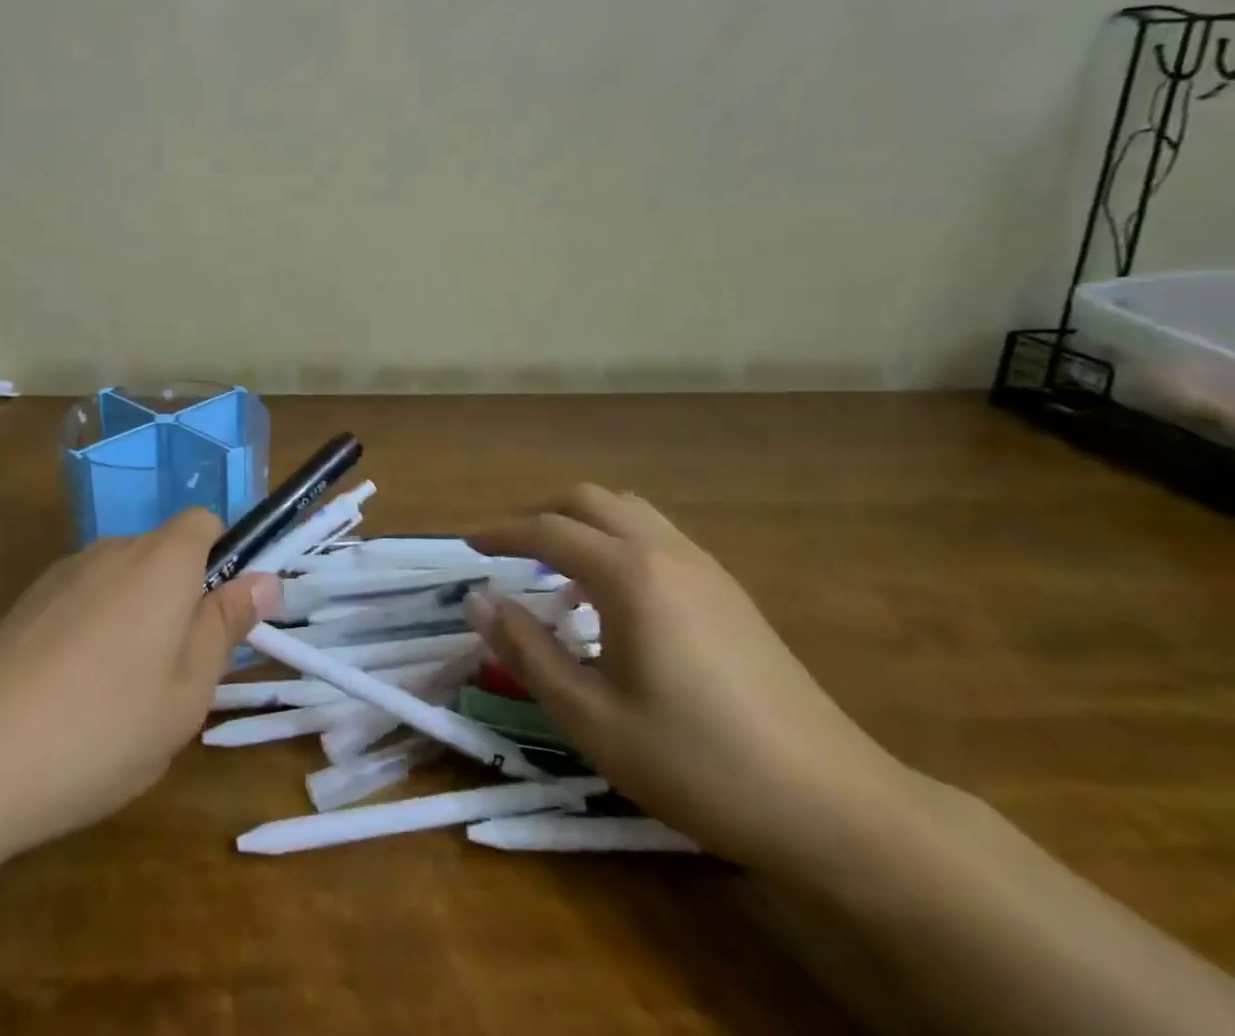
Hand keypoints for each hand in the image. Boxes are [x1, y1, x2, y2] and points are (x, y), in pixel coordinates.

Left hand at [0, 509, 278, 861]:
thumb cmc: (103, 725)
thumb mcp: (188, 691)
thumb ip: (227, 626)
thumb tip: (267, 577)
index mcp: (162, 560)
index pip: (205, 522)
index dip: (223, 560)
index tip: (221, 619)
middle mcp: (111, 550)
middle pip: (163, 555)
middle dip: (180, 601)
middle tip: (178, 678)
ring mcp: (61, 576)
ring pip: (121, 584)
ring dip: (135, 622)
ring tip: (121, 702)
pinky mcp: (23, 607)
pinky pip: (80, 605)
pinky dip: (91, 637)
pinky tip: (70, 703)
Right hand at [467, 485, 917, 882]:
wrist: (835, 805)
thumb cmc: (698, 764)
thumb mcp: (592, 720)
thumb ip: (527, 652)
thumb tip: (477, 601)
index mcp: (629, 575)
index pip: (546, 531)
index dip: (500, 533)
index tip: (469, 546)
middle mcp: (665, 551)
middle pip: (588, 500)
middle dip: (540, 515)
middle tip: (509, 554)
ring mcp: (705, 566)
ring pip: (627, 510)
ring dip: (582, 525)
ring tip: (559, 573)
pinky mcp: (730, 590)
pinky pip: (657, 535)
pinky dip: (618, 542)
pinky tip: (616, 599)